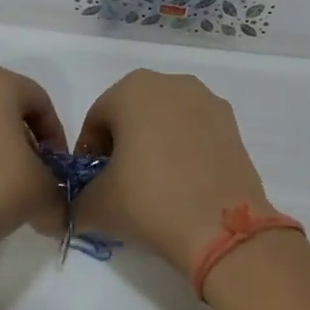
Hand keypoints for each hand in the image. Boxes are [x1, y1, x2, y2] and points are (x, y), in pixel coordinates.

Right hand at [71, 70, 274, 272]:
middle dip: (122, 145)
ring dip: (154, 145)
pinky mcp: (232, 124)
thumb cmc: (149, 200)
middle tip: (119, 184)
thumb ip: (78, 199)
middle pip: (132, 114)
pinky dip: (183, 150)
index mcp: (132, 89)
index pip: (96, 120)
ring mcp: (207, 101)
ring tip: (153, 185)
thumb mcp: (97, 205)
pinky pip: (195, 132)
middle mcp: (171, 83)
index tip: (90, 185)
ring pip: (166, 121)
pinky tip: (182, 184)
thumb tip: (78, 207)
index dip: (88, 154)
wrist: (221, 226)